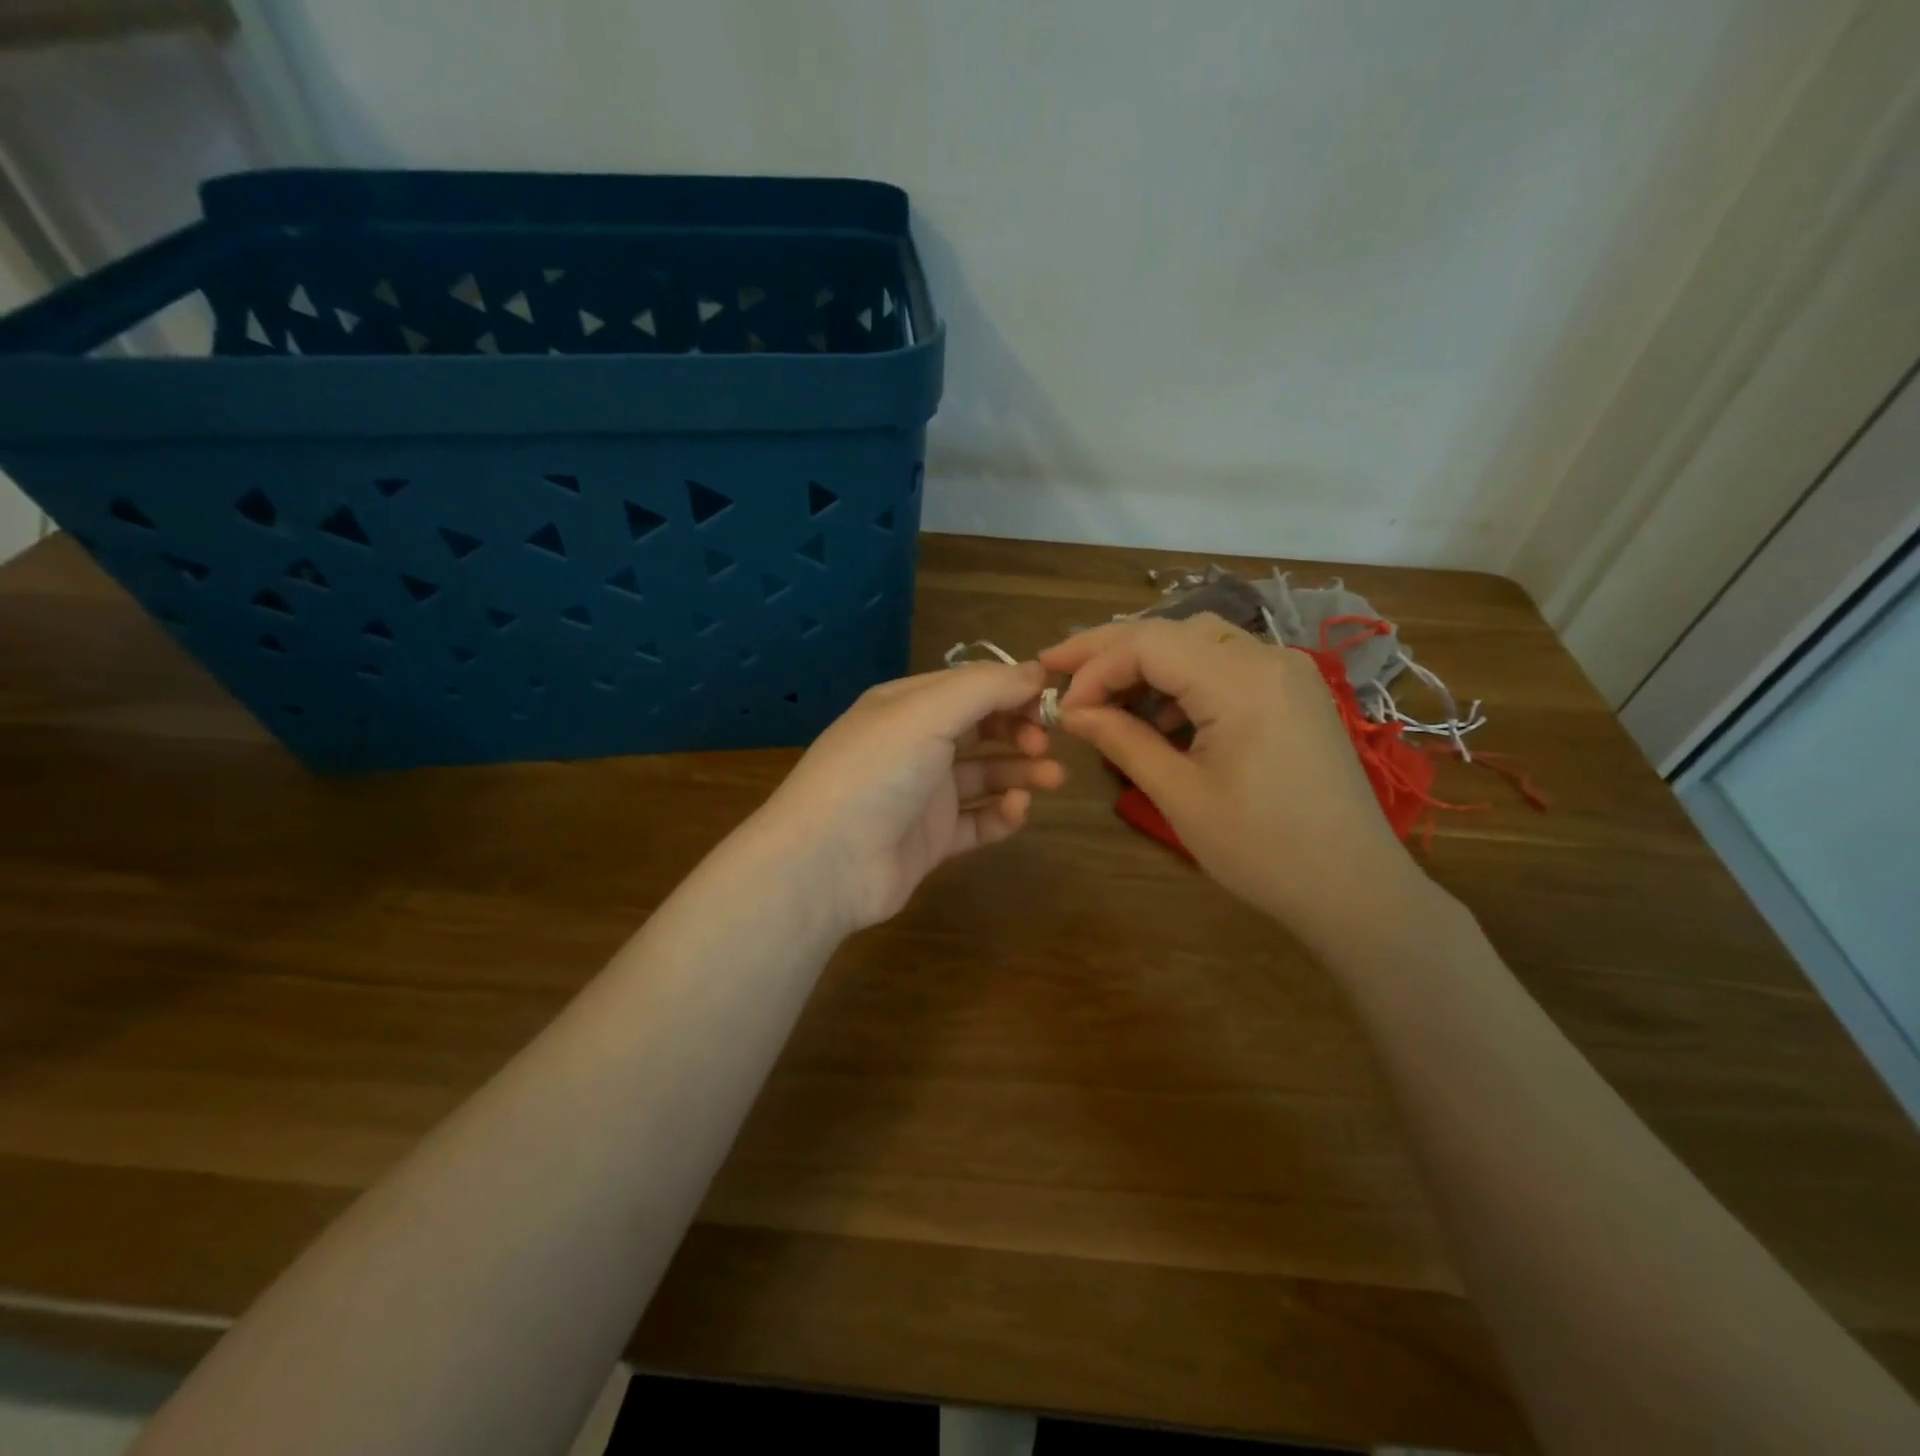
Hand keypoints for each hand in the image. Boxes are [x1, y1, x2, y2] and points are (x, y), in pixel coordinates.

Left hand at [753, 661, 1066, 931]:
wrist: (826, 862)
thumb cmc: (877, 771)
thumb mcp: (928, 712)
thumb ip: (985, 688)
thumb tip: (1037, 671)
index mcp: (905, 706)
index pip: (969, 687)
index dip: (1011, 691)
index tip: (1051, 701)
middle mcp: (914, 746)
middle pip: (979, 730)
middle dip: (1018, 731)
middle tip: (1047, 743)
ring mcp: (921, 795)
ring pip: (983, 776)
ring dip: (1020, 772)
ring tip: (1052, 778)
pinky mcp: (930, 840)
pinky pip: (976, 822)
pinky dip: (1001, 815)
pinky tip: (1017, 811)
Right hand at [1040, 613, 1423, 934]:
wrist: (1356, 890)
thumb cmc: (1263, 850)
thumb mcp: (1180, 795)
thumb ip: (1121, 740)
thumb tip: (1071, 710)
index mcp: (1241, 680)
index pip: (1148, 643)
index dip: (1094, 666)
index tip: (1062, 706)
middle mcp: (1268, 658)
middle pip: (1172, 631)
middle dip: (1111, 649)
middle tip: (1059, 669)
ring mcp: (1288, 673)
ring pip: (1199, 643)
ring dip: (1146, 663)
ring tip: (1104, 699)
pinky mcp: (1294, 694)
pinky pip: (1226, 665)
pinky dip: (1183, 680)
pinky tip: (1161, 717)